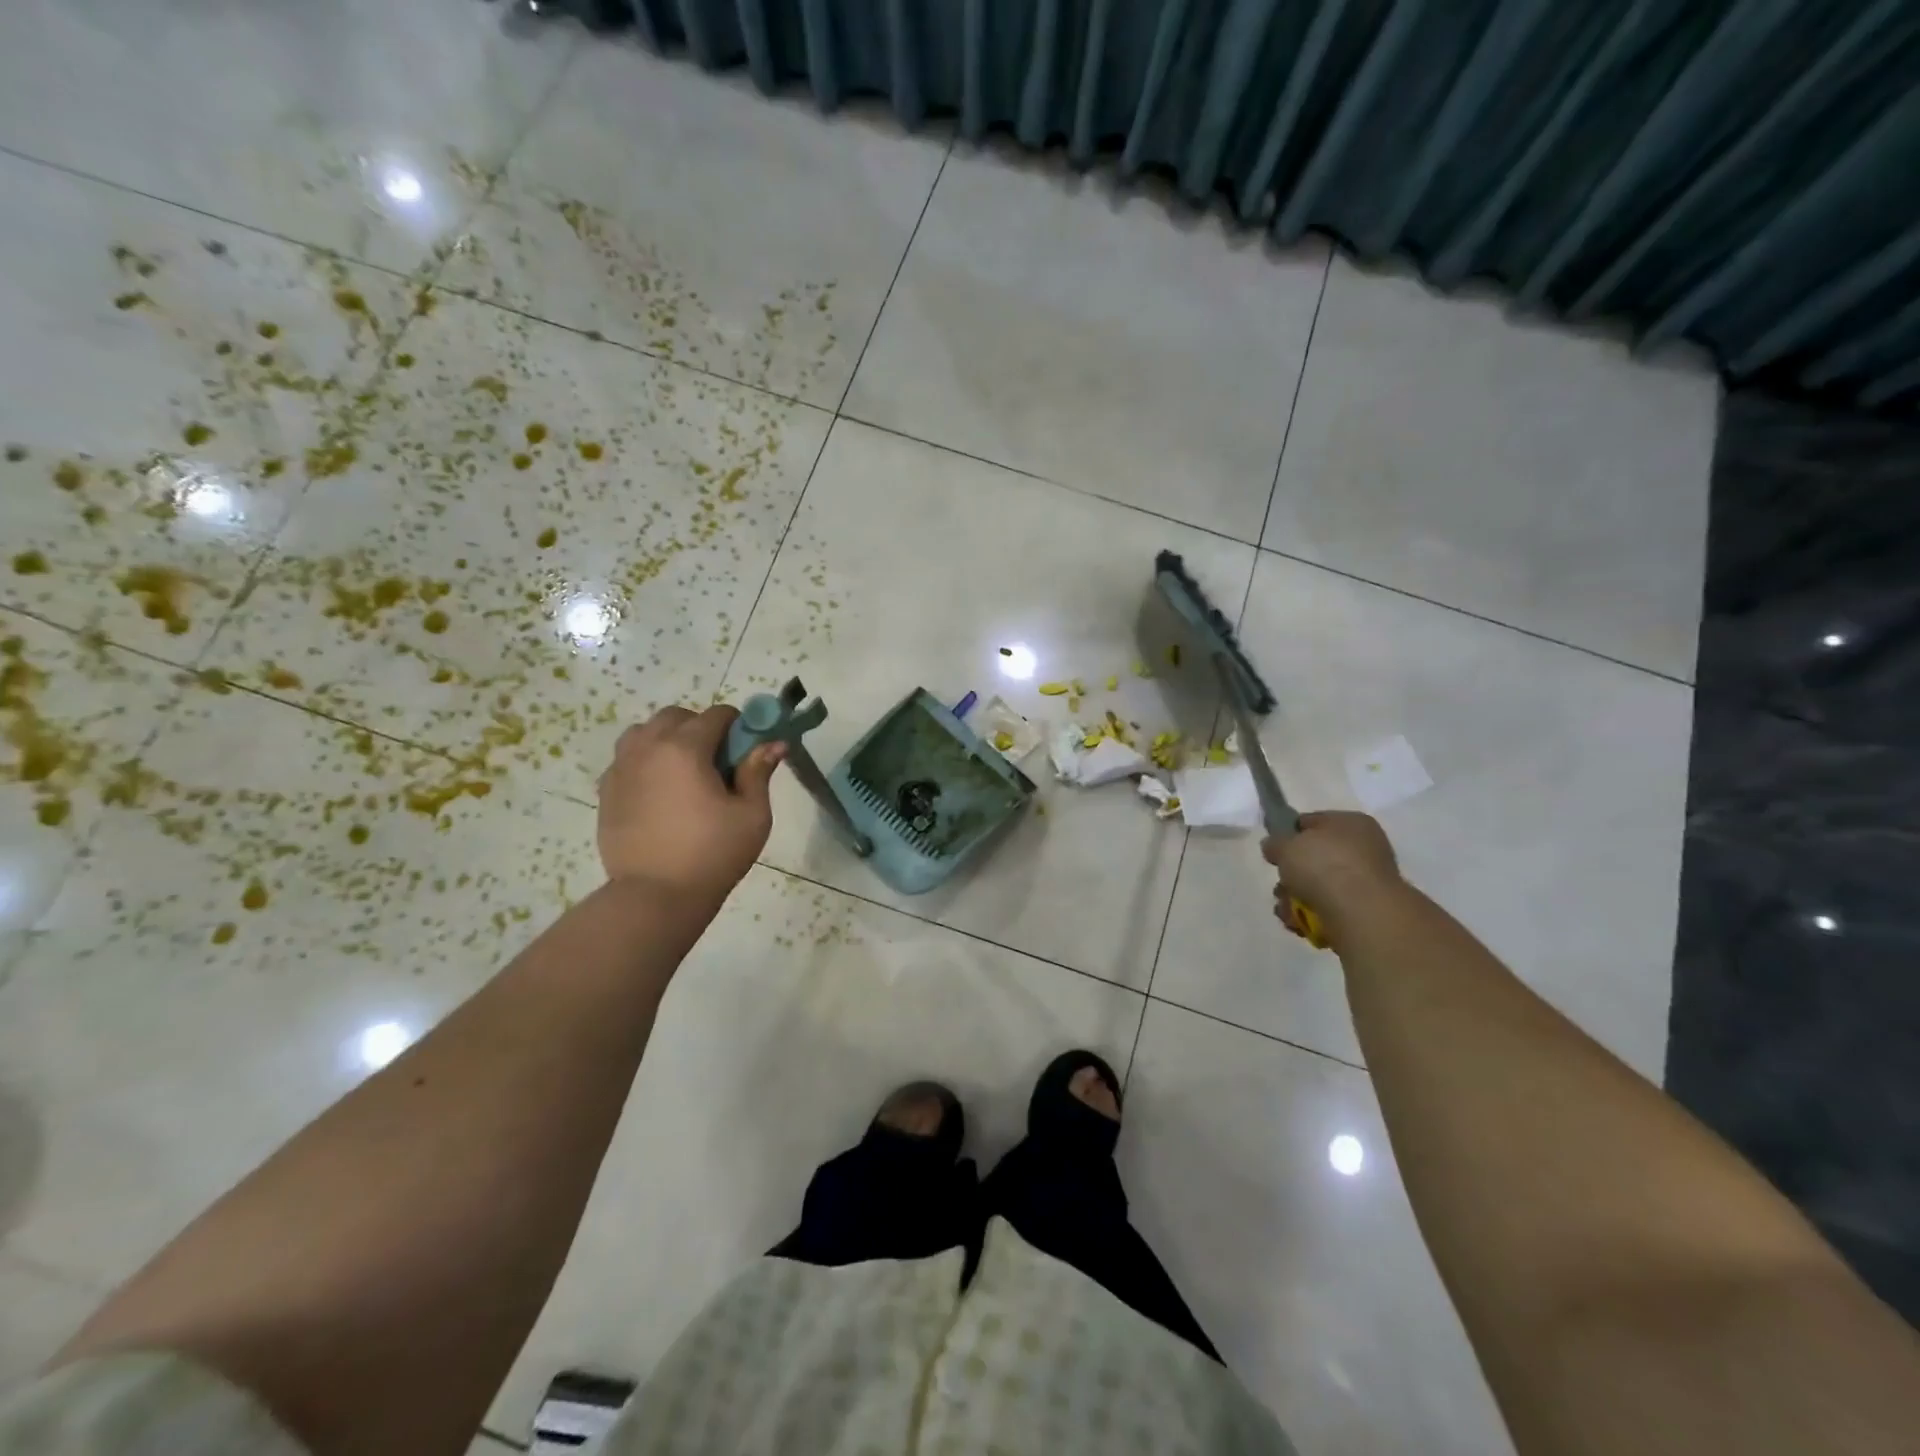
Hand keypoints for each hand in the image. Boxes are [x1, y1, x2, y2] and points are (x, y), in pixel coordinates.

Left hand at [596, 705, 785, 901]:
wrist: (655, 896)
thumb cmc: (713, 853)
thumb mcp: (752, 814)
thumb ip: (759, 771)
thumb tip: (773, 743)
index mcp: (685, 748)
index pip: (717, 715)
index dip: (738, 726)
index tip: (746, 750)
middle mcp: (648, 748)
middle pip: (676, 716)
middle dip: (700, 728)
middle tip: (717, 763)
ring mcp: (621, 769)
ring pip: (644, 733)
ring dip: (667, 740)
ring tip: (684, 773)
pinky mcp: (607, 791)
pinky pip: (626, 759)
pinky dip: (645, 762)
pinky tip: (661, 793)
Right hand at [1263, 811, 1401, 938]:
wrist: (1360, 913)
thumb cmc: (1324, 865)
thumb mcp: (1286, 844)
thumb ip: (1275, 842)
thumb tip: (1274, 846)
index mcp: (1351, 823)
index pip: (1313, 822)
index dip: (1290, 834)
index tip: (1274, 849)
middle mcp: (1363, 850)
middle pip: (1313, 859)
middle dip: (1291, 874)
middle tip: (1281, 882)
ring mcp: (1364, 883)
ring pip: (1316, 887)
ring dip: (1294, 897)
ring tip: (1287, 906)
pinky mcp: (1361, 912)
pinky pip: (1325, 909)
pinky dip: (1308, 916)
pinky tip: (1297, 921)